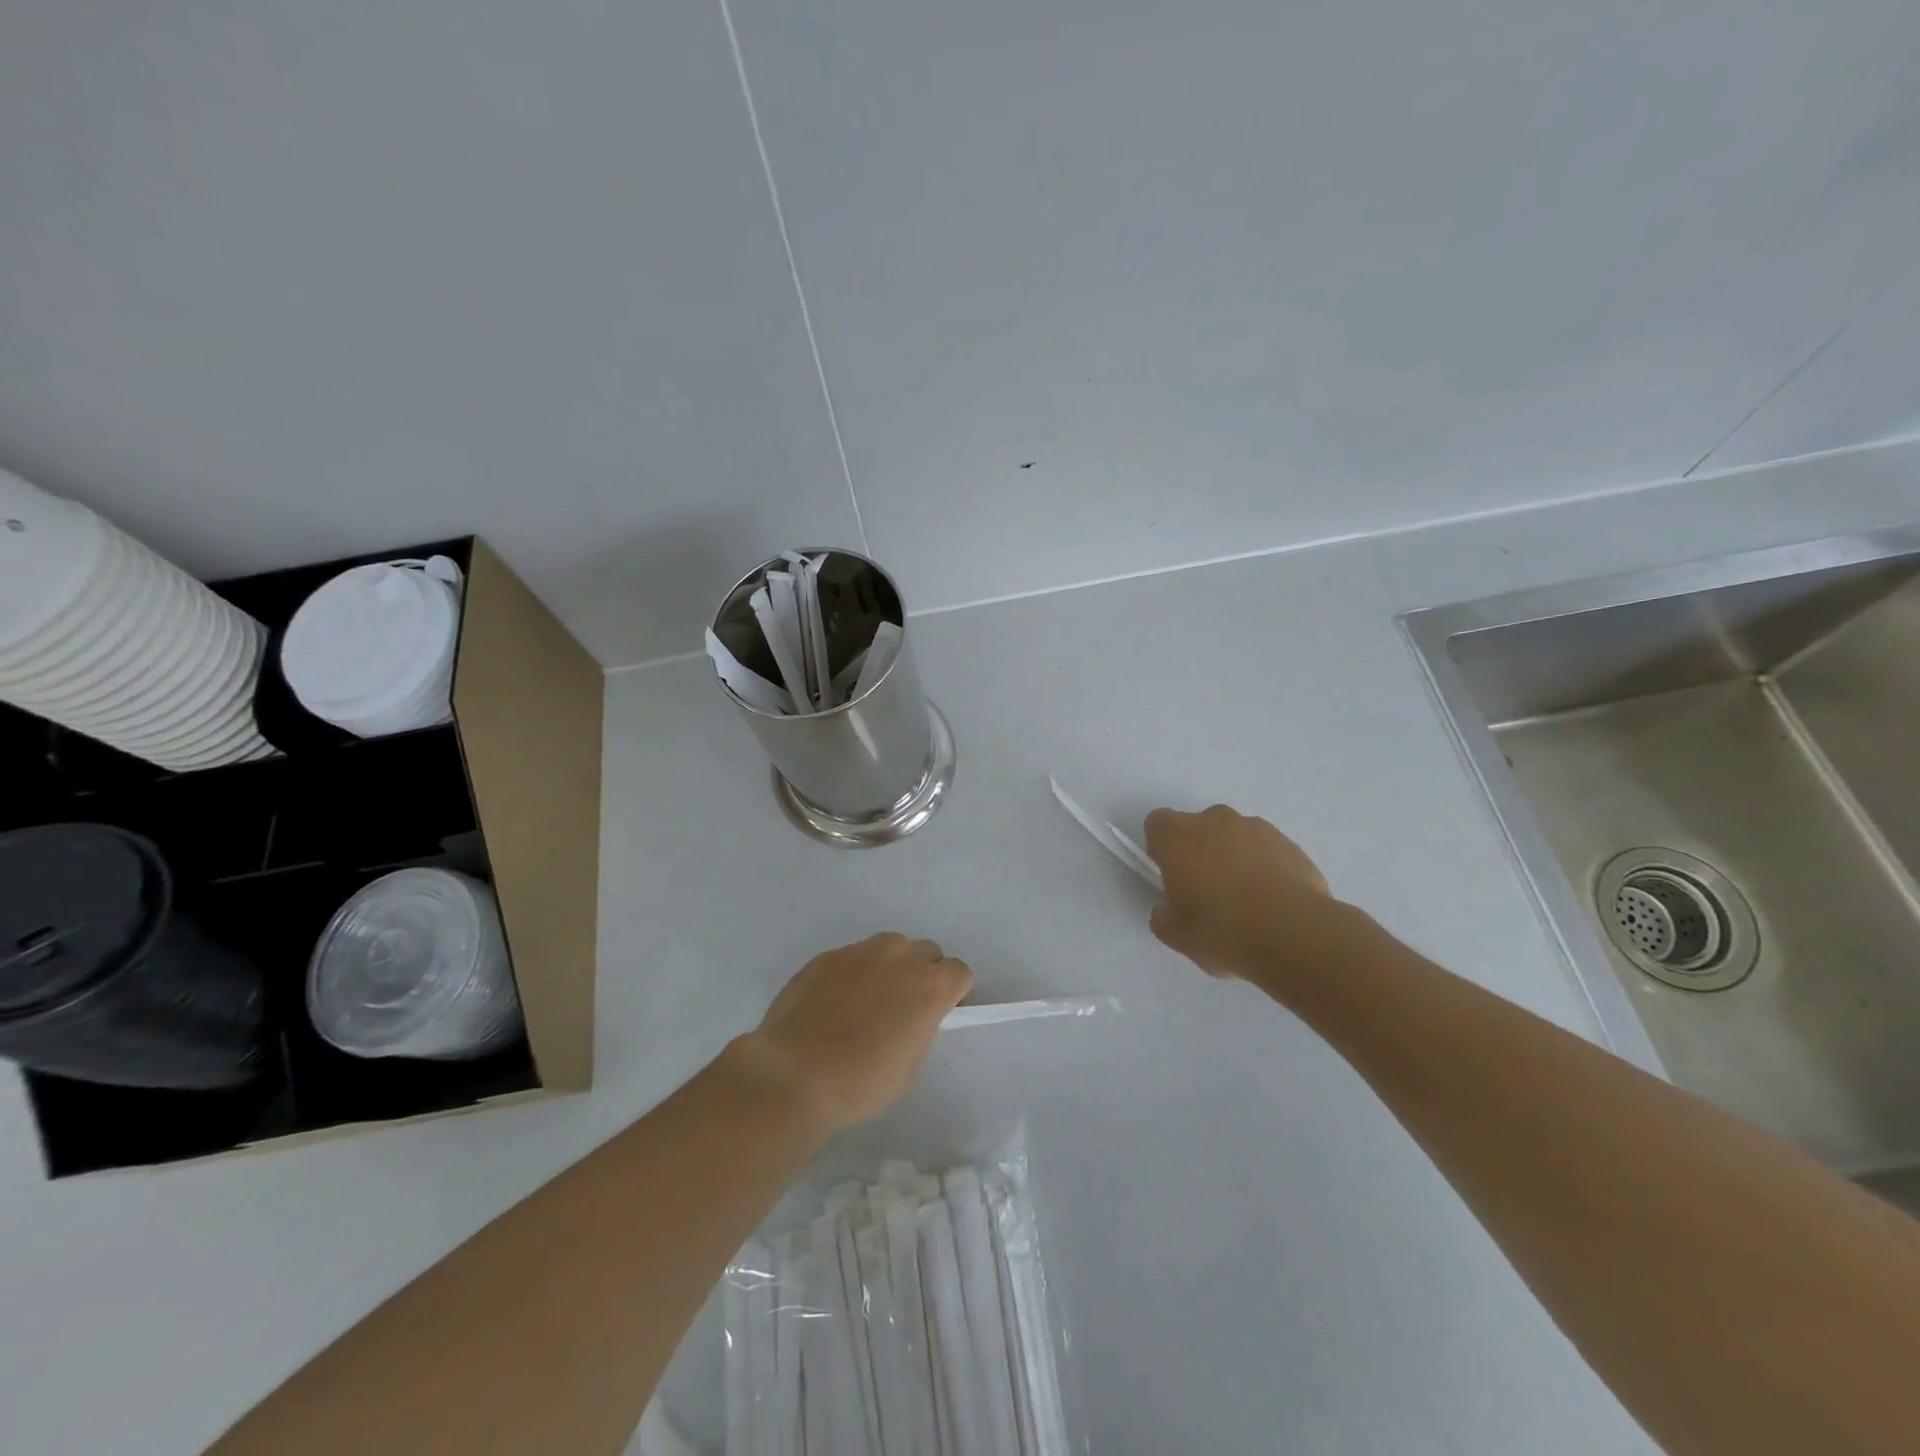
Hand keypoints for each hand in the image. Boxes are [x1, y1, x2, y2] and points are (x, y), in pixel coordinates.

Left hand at [733, 934, 973, 1133]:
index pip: (960, 972)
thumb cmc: (860, 1082)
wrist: (793, 1074)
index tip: (939, 1013)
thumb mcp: (909, 1067)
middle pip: (927, 952)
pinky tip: (835, 1003)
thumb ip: (922, 1028)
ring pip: (890, 947)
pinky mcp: (828, 955)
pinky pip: (854, 957)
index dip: (953, 993)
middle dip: (924, 974)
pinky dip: (854, 973)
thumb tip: (915, 1016)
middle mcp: (900, 956)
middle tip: (904, 1007)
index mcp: (930, 985)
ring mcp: (861, 951)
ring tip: (869, 1000)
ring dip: (891, 967)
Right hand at [1144, 804, 1345, 989]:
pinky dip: (1265, 867)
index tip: (1172, 877)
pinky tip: (1273, 903)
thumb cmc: (1221, 930)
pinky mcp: (1290, 844)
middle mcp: (1214, 821)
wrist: (1293, 934)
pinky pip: (1267, 850)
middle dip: (1200, 851)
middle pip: (1199, 827)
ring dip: (1234, 857)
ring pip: (1235, 836)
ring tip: (1246, 901)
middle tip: (1208, 891)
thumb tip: (1168, 909)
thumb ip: (1163, 916)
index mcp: (1178, 836)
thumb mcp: (1175, 935)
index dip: (1162, 848)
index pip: (1158, 824)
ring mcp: (1256, 828)